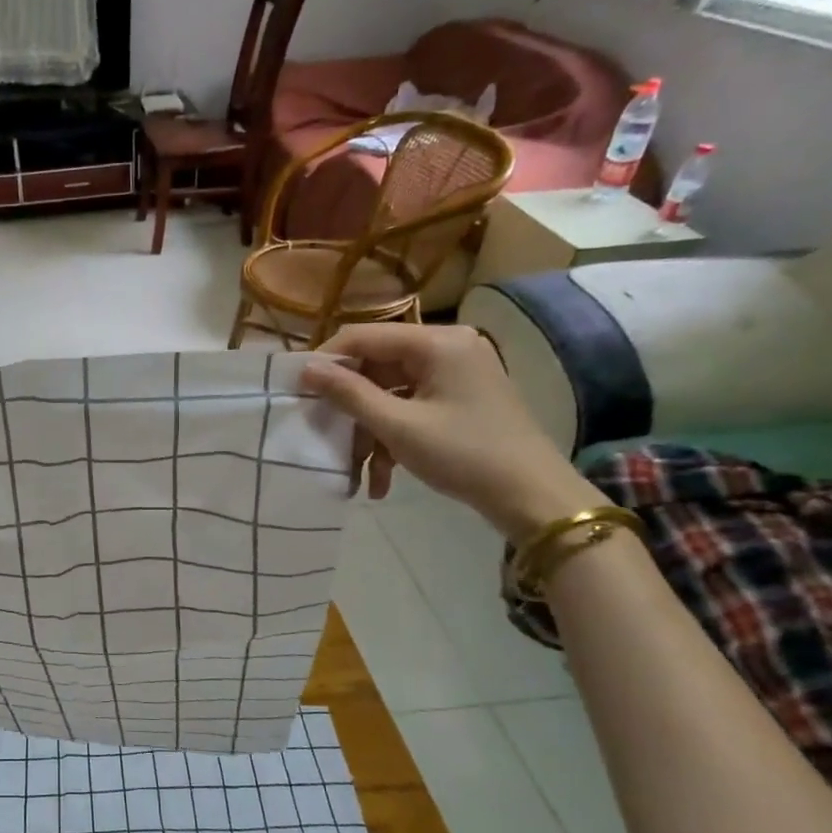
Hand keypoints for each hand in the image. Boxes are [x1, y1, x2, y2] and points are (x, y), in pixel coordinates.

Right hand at [305, 324, 604, 540]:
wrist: (533, 496)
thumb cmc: (464, 454)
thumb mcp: (398, 426)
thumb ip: (349, 393)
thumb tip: (306, 368)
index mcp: (437, 342)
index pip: (363, 336)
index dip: (327, 361)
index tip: (298, 391)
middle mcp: (448, 347)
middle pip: (376, 366)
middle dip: (351, 407)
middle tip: (327, 437)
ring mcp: (456, 373)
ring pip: (390, 392)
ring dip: (370, 431)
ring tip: (359, 472)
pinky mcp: (460, 397)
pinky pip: (411, 406)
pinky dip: (393, 437)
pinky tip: (382, 477)